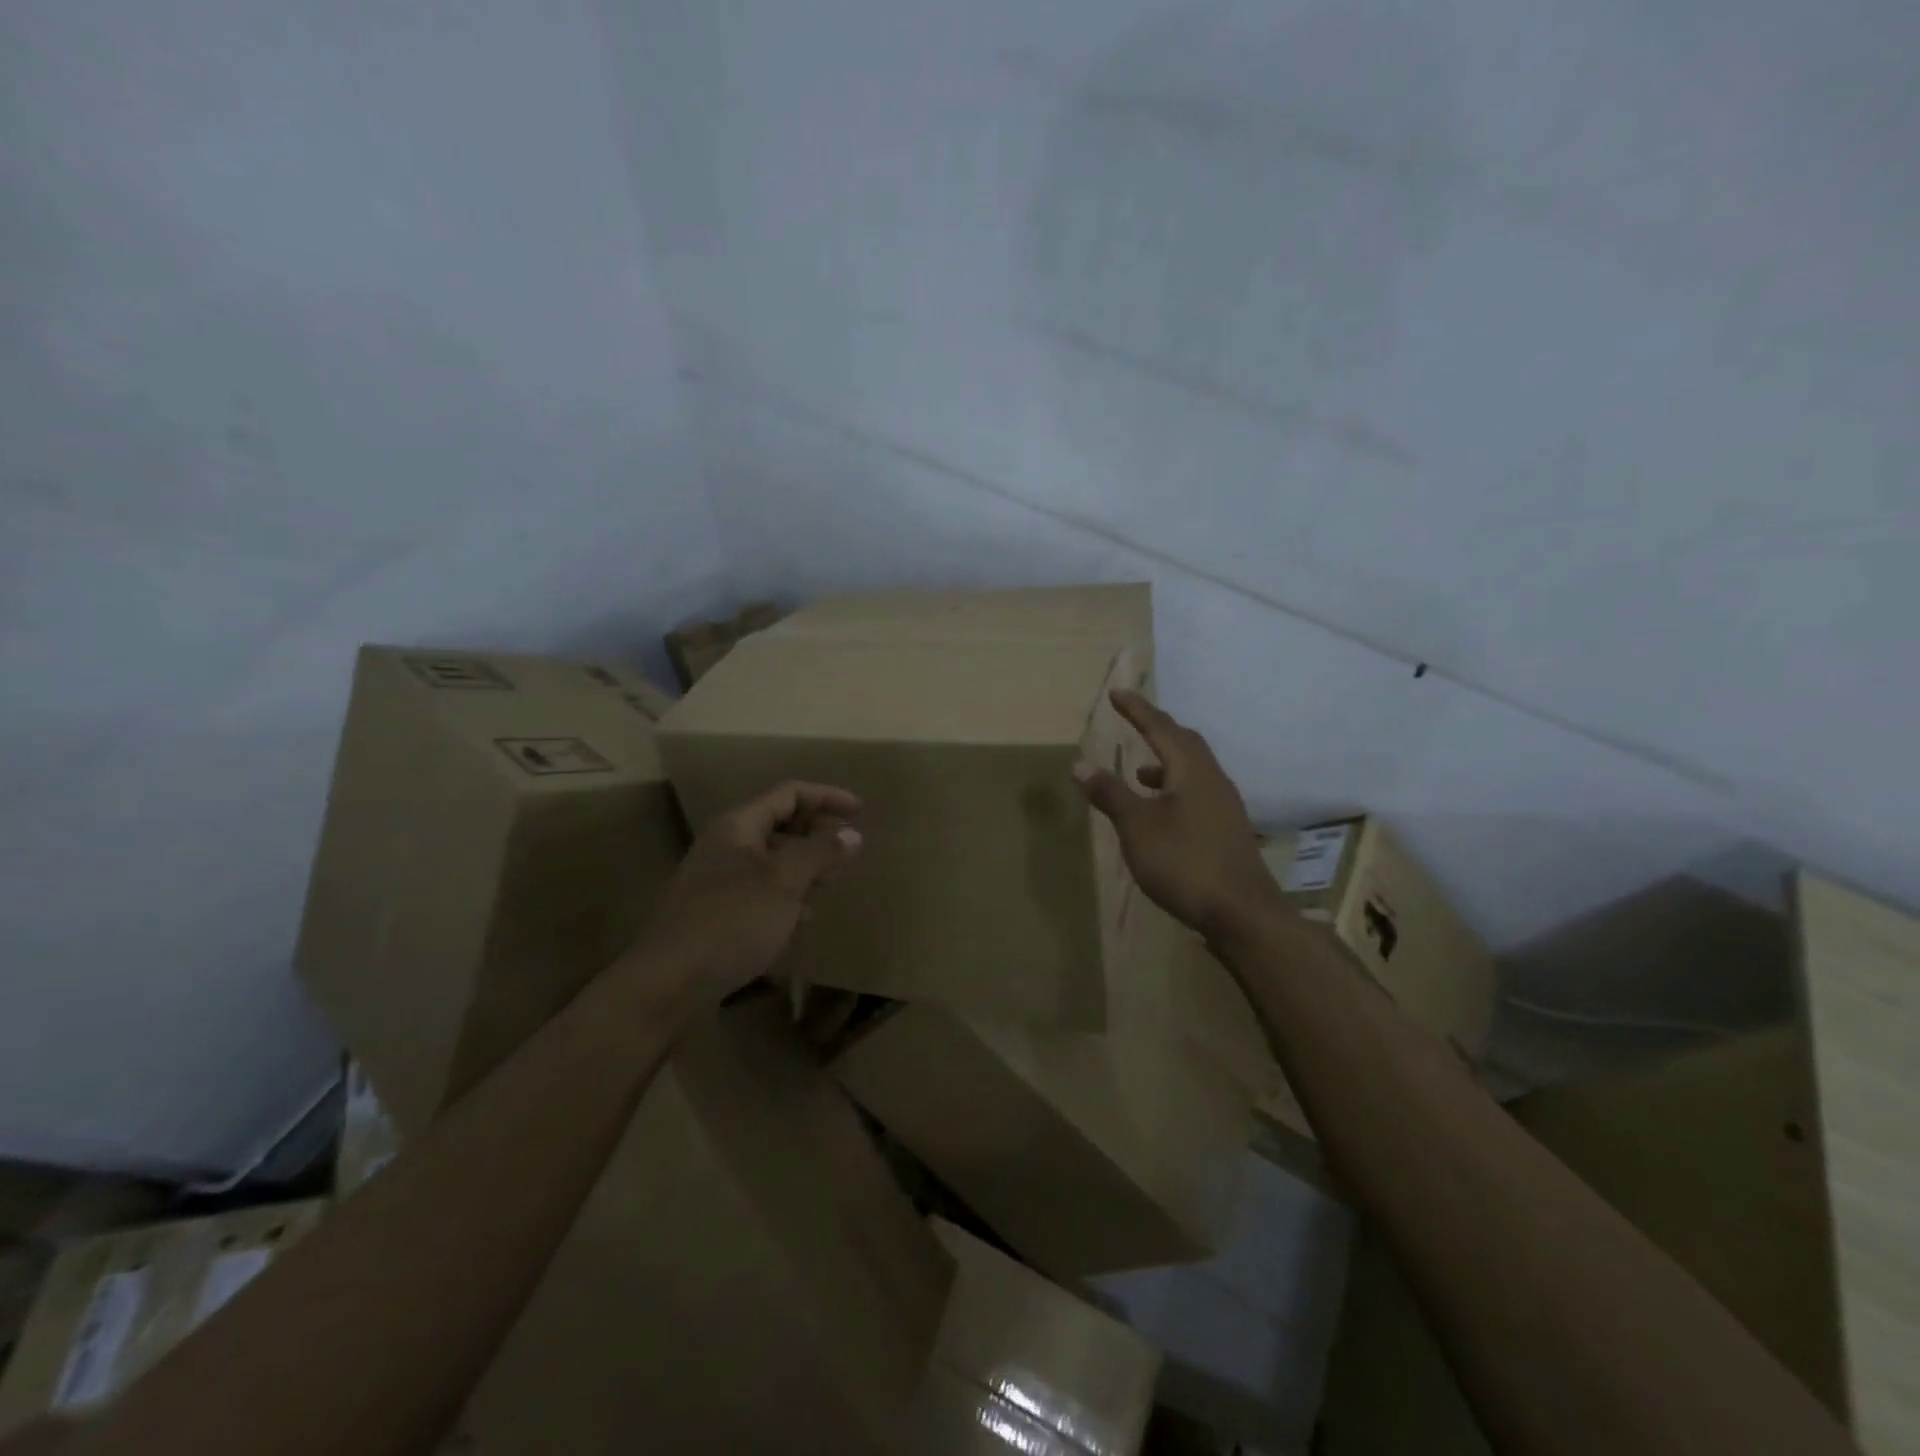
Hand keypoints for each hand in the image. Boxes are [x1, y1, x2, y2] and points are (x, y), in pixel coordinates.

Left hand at [634, 781, 863, 998]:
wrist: (667, 983)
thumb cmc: (731, 921)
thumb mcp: (784, 882)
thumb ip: (820, 852)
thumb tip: (851, 833)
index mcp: (738, 826)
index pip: (789, 793)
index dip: (826, 797)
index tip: (860, 811)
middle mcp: (726, 845)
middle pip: (780, 825)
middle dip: (816, 835)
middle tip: (848, 853)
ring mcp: (717, 880)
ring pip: (772, 861)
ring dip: (803, 868)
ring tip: (829, 886)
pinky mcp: (716, 913)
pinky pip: (760, 892)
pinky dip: (785, 898)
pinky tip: (799, 922)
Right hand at [1074, 691, 1280, 940]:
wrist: (1242, 912)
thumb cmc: (1184, 862)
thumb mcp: (1137, 827)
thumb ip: (1110, 793)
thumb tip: (1080, 764)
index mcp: (1191, 770)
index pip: (1161, 728)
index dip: (1137, 710)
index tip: (1117, 693)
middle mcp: (1213, 779)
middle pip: (1185, 742)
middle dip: (1157, 729)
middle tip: (1134, 720)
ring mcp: (1225, 805)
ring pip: (1193, 769)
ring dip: (1166, 761)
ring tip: (1139, 771)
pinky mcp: (1227, 829)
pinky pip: (1198, 792)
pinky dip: (1174, 788)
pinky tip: (1161, 812)